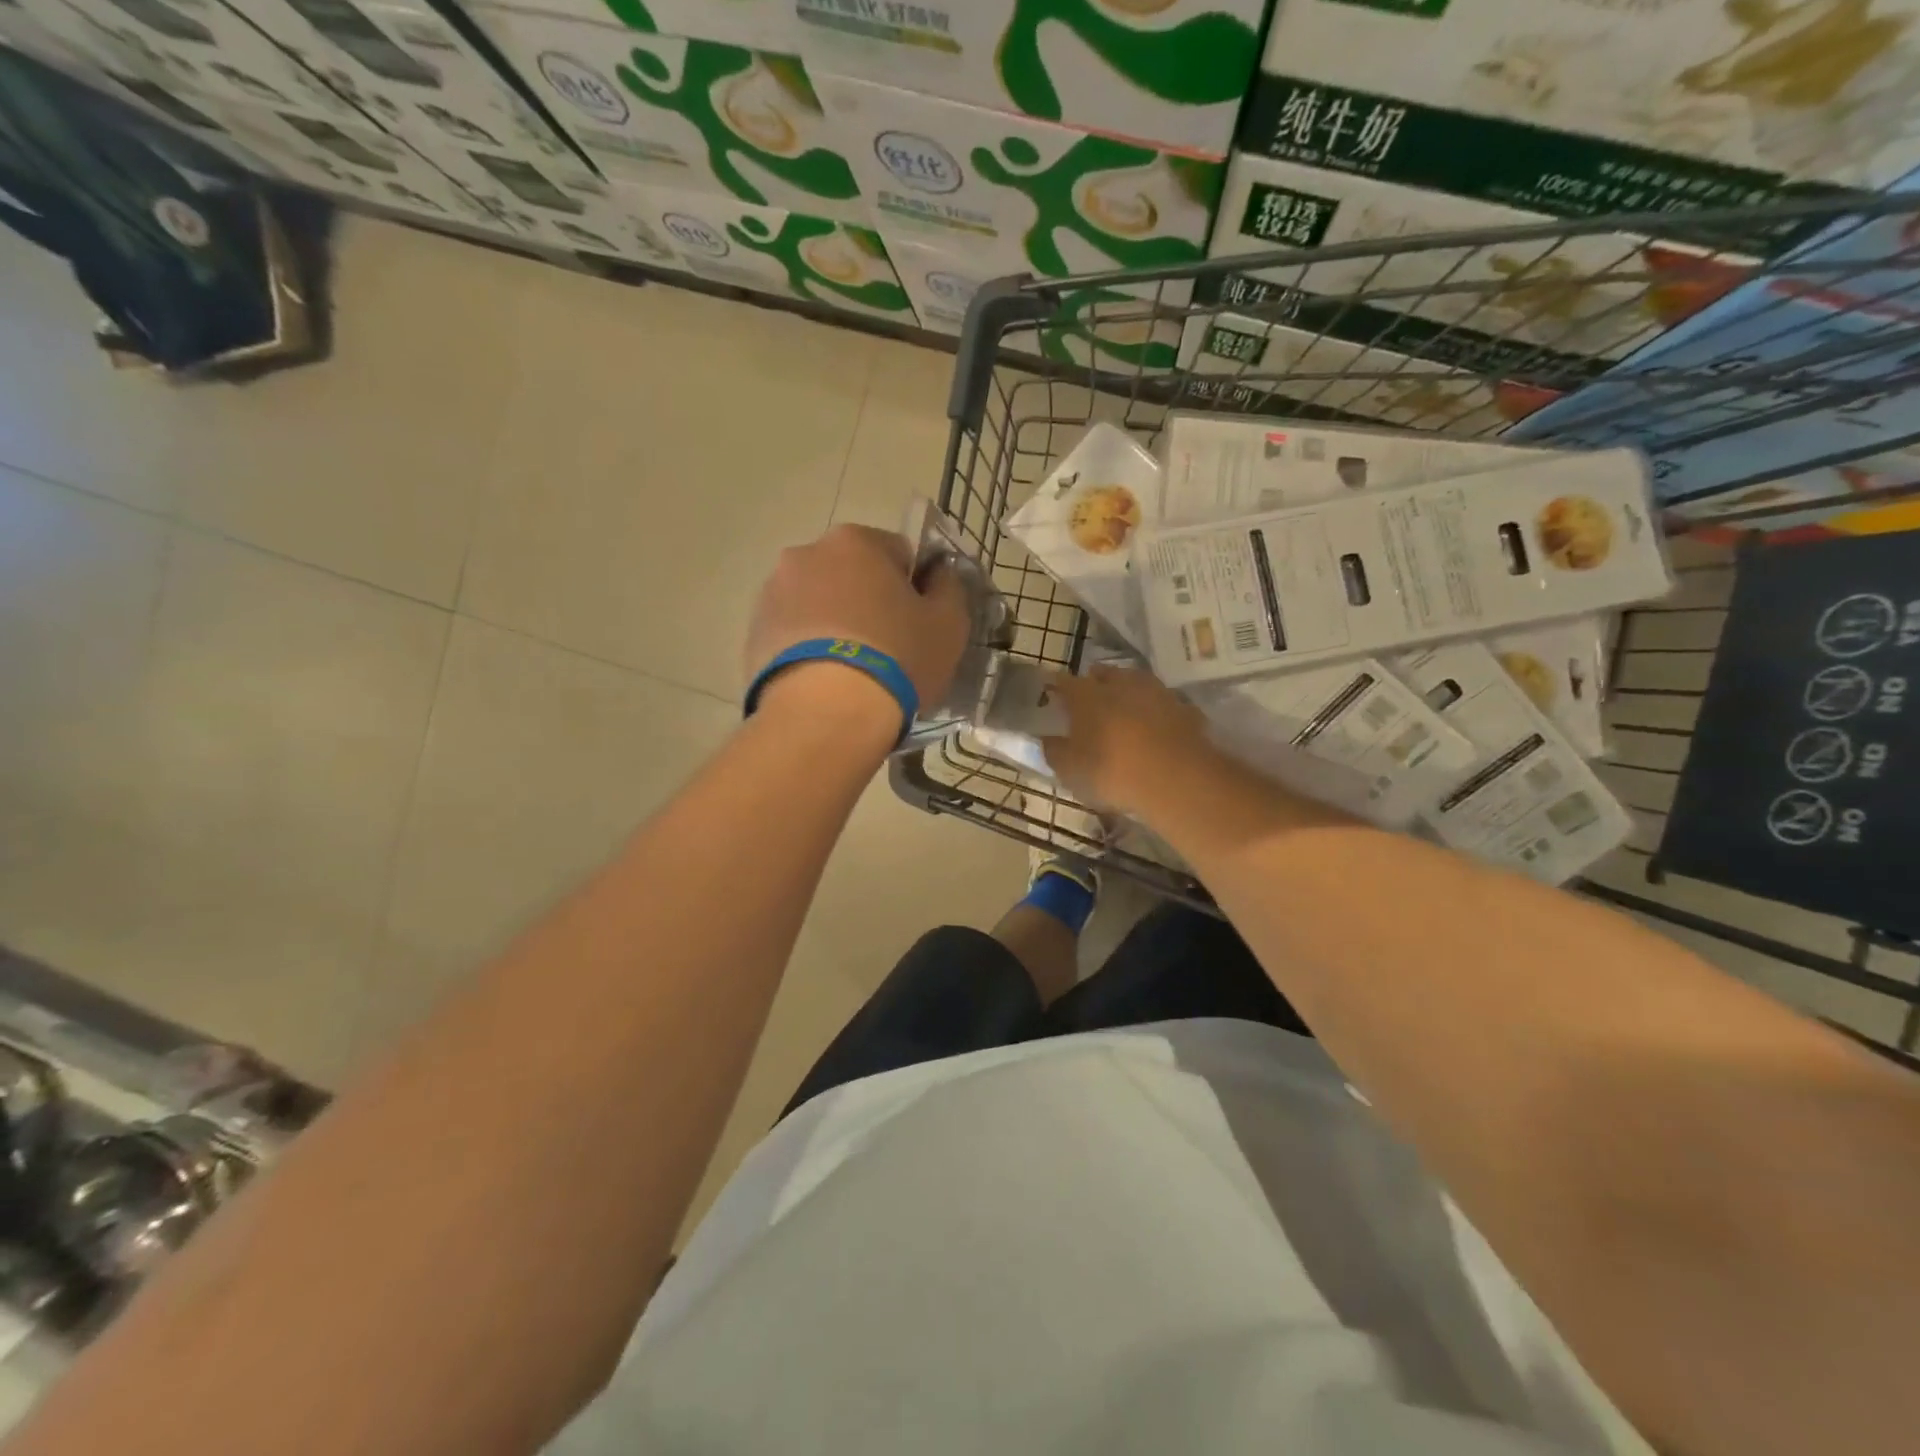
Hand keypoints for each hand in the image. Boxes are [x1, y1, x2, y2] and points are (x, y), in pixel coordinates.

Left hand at [744, 523, 970, 717]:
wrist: (827, 714)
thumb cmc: (897, 658)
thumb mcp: (948, 623)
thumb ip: (948, 587)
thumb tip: (937, 574)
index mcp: (856, 540)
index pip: (897, 552)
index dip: (913, 587)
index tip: (917, 622)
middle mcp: (806, 554)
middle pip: (850, 574)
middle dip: (867, 602)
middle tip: (886, 648)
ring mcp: (772, 593)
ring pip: (817, 603)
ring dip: (834, 624)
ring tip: (850, 672)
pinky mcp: (753, 634)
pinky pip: (792, 634)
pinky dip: (807, 650)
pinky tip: (823, 683)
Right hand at [1041, 666, 1210, 816]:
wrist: (1178, 780)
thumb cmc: (1112, 772)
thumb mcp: (1071, 771)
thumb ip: (1055, 752)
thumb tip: (1048, 740)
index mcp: (1087, 695)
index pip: (1064, 682)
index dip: (1056, 687)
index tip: (1052, 694)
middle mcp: (1121, 684)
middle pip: (1104, 675)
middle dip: (1095, 683)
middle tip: (1089, 701)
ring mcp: (1157, 693)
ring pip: (1136, 684)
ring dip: (1128, 693)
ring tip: (1123, 711)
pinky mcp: (1185, 709)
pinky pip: (1162, 705)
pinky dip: (1155, 712)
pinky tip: (1154, 728)